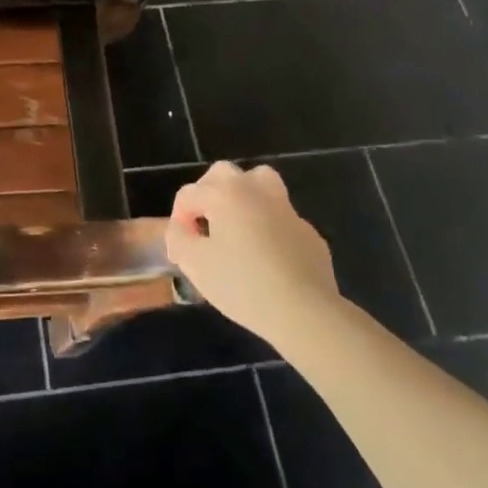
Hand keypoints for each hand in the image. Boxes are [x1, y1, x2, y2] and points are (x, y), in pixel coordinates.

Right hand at [167, 162, 340, 345]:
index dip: (178, 219)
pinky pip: (281, 219)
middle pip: (224, 174)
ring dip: (243, 198)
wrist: (305, 312)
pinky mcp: (309, 233)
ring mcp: (287, 209)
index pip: (189, 194)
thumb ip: (178, 239)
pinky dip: (269, 228)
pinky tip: (267, 257)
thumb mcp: (195, 264)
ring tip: (236, 226)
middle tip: (203, 224)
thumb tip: (181, 230)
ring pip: (261, 185)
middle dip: (207, 193)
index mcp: (225, 193)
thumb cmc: (243, 284)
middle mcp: (256, 190)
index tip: (180, 250)